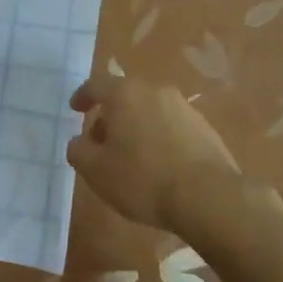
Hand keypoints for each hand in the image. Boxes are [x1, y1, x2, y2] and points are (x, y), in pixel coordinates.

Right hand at [66, 74, 238, 229]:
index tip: (75, 109)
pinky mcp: (204, 127)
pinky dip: (158, 138)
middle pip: (124, 96)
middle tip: (101, 142)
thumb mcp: (96, 171)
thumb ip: (78, 151)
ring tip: (130, 157)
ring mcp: (183, 107)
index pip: (96, 84)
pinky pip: (171, 126)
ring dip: (135, 127)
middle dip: (110, 116)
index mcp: (125, 94)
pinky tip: (158, 165)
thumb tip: (79, 142)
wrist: (207, 197)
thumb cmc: (143, 179)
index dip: (83, 96)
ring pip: (149, 110)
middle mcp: (154, 91)